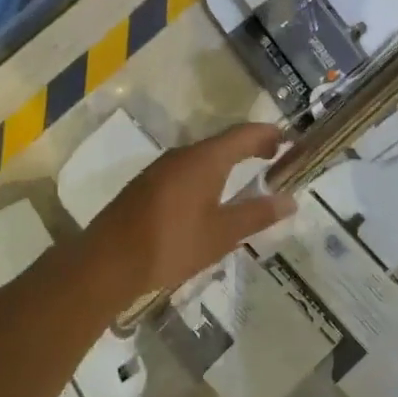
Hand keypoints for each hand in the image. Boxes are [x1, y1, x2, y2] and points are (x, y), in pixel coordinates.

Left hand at [83, 123, 295, 301]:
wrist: (107, 262)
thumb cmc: (171, 245)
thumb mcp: (221, 234)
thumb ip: (256, 214)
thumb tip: (290, 200)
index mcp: (204, 159)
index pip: (244, 134)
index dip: (268, 134)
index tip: (289, 140)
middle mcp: (182, 155)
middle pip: (223, 142)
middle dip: (250, 146)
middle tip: (273, 158)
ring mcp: (160, 168)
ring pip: (202, 156)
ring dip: (227, 161)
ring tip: (246, 176)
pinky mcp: (146, 185)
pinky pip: (185, 169)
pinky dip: (207, 173)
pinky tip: (209, 196)